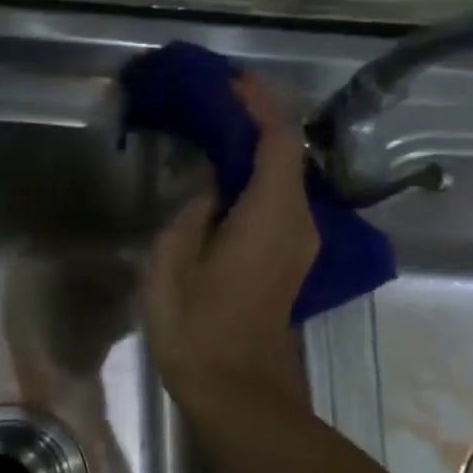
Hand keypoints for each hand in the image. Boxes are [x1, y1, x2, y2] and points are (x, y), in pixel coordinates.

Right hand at [144, 75, 314, 414]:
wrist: (237, 391)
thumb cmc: (198, 328)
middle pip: (289, 156)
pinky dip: (258, 182)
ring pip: (286, 180)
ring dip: (258, 153)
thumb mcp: (173, 264)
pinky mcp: (290, 262)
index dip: (259, 105)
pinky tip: (226, 183)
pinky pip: (280, 205)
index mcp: (271, 214)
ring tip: (217, 134)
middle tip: (217, 103)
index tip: (232, 81)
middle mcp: (298, 222)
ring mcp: (299, 244)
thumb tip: (211, 192)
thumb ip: (192, 214)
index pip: (279, 140)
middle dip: (259, 122)